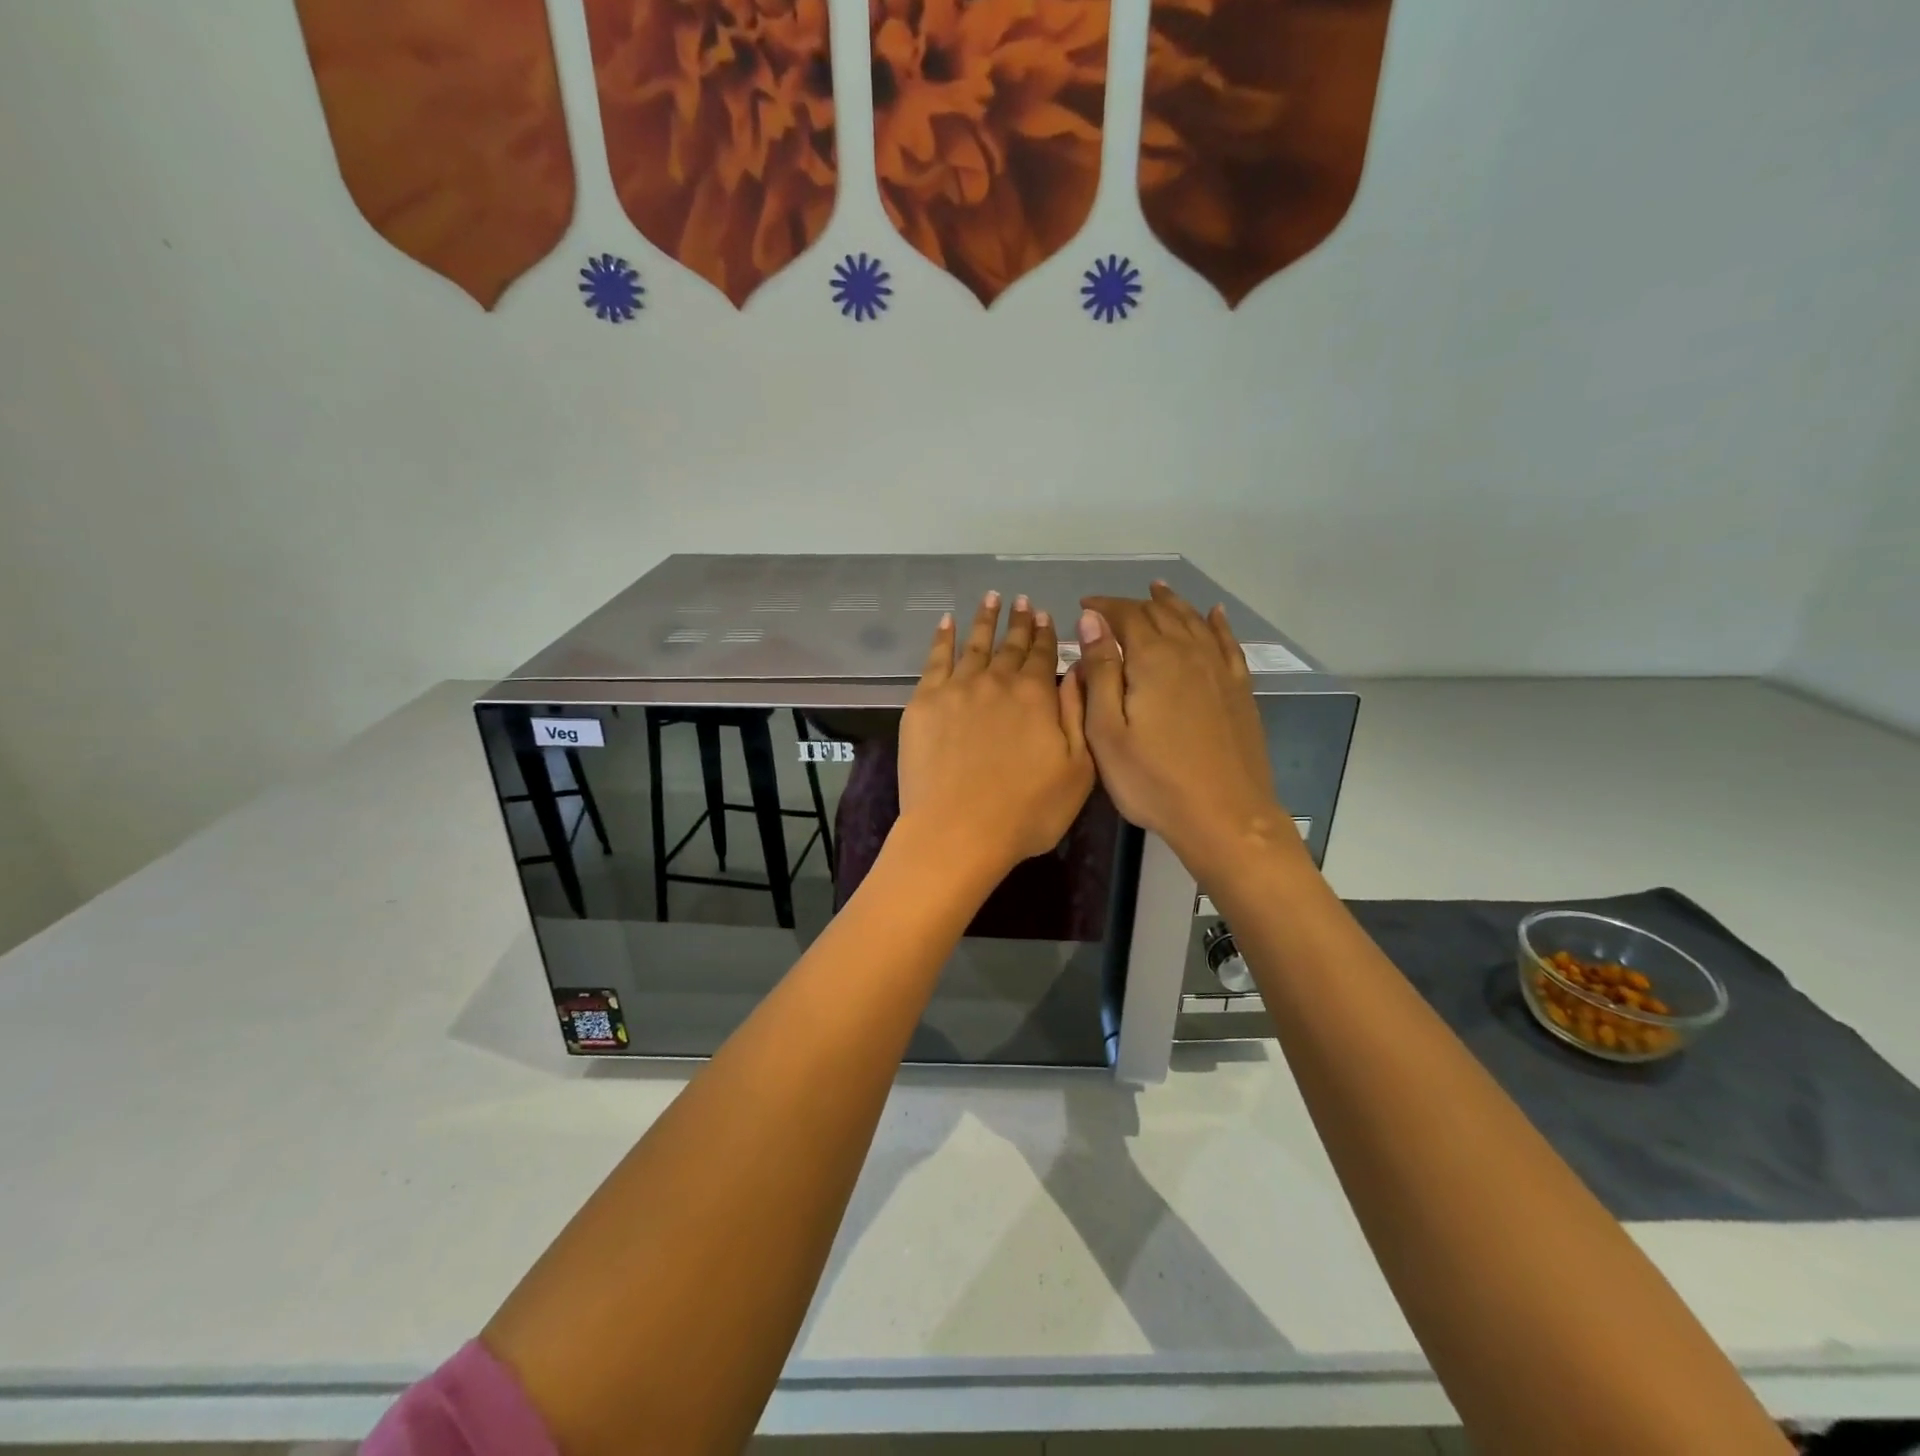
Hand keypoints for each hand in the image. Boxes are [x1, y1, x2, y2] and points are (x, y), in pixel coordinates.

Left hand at [898, 591, 1095, 879]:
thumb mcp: (1078, 769)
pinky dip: (942, 638)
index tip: (1045, 615)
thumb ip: (1078, 714)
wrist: (958, 831)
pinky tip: (946, 623)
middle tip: (1022, 600)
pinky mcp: (924, 702)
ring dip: (984, 620)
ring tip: (990, 598)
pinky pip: (935, 659)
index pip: (1043, 656)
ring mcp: (957, 689)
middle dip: (1019, 621)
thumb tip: (1079, 671)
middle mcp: (997, 682)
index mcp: (1037, 696)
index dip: (1046, 635)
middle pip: (1010, 646)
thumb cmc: (1027, 811)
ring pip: (974, 644)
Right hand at [1076, 583, 1295, 885]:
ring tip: (1158, 590)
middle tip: (1111, 607)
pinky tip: (1214, 614)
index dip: (1103, 607)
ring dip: (1172, 603)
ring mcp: (1219, 670)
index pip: (1125, 616)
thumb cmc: (1153, 780)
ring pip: (1193, 621)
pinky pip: (1227, 643)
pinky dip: (1216, 623)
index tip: (1083, 606)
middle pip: (1160, 614)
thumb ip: (1099, 672)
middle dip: (1133, 604)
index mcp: (1152, 660)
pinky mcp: (1239, 689)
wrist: (1224, 816)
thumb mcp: (1107, 731)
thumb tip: (1092, 621)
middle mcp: (1189, 652)